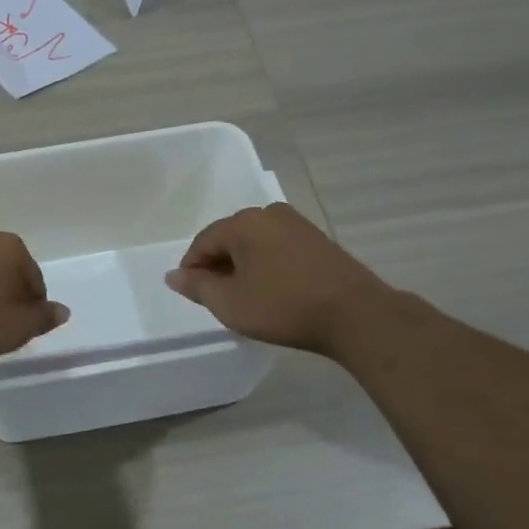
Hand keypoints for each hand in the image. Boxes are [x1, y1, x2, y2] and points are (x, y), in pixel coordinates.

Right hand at [165, 204, 387, 355]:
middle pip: (230, 238)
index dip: (192, 268)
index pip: (203, 242)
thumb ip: (197, 286)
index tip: (192, 294)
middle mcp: (269, 214)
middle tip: (217, 297)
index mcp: (243, 223)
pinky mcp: (318, 239)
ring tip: (244, 296)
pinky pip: (278, 248)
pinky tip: (272, 289)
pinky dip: (267, 265)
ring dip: (244, 266)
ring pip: (255, 243)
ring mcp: (297, 224)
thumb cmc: (283, 306)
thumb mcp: (230, 303)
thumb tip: (173, 275)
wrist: (355, 314)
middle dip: (218, 265)